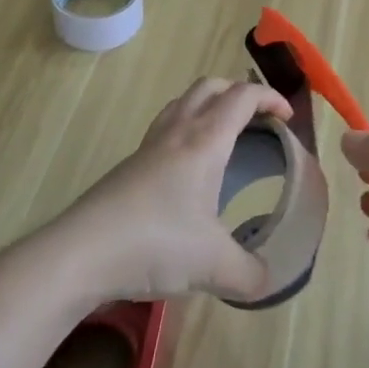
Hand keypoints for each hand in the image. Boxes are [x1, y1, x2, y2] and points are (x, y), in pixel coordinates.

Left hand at [55, 77, 289, 303]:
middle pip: (212, 86)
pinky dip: (187, 126)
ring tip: (225, 134)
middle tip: (258, 120)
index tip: (287, 118)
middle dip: (240, 93)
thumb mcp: (213, 266)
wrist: (80, 253)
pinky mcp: (130, 163)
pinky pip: (166, 124)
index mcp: (206, 140)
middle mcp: (179, 131)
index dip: (270, 98)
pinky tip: (188, 166)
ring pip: (185, 101)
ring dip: (210, 104)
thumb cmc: (154, 244)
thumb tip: (270, 281)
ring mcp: (150, 145)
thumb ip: (249, 274)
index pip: (243, 97)